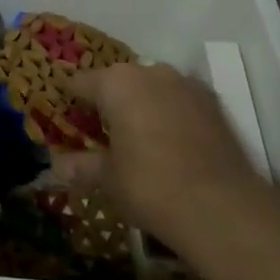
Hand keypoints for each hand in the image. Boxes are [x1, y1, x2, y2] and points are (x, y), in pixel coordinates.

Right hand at [64, 62, 265, 258]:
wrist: (223, 208)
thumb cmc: (150, 186)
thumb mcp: (108, 179)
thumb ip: (81, 166)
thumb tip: (56, 167)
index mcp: (116, 82)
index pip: (80, 83)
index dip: (71, 103)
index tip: (69, 123)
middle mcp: (150, 72)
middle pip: (118, 82)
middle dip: (110, 104)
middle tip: (104, 137)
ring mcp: (186, 84)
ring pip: (152, 89)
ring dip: (143, 107)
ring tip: (141, 143)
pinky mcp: (214, 102)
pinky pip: (180, 102)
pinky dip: (171, 116)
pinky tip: (173, 147)